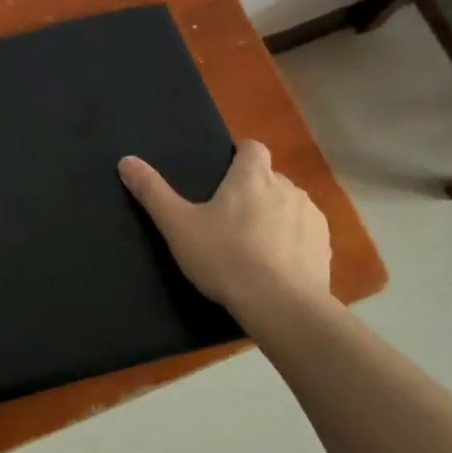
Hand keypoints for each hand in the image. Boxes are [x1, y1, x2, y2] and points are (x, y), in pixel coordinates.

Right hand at [118, 141, 331, 311]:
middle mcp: (287, 187)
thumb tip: (126, 160)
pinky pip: (305, 233)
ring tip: (253, 246)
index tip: (224, 173)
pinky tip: (276, 266)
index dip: (239, 154)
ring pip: (288, 205)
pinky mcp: (325, 245)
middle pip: (269, 178)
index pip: (252, 147)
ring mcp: (310, 216)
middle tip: (228, 219)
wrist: (281, 305)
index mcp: (251, 176)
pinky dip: (292, 241)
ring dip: (275, 216)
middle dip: (253, 191)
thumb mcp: (178, 226)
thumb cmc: (225, 258)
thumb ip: (152, 192)